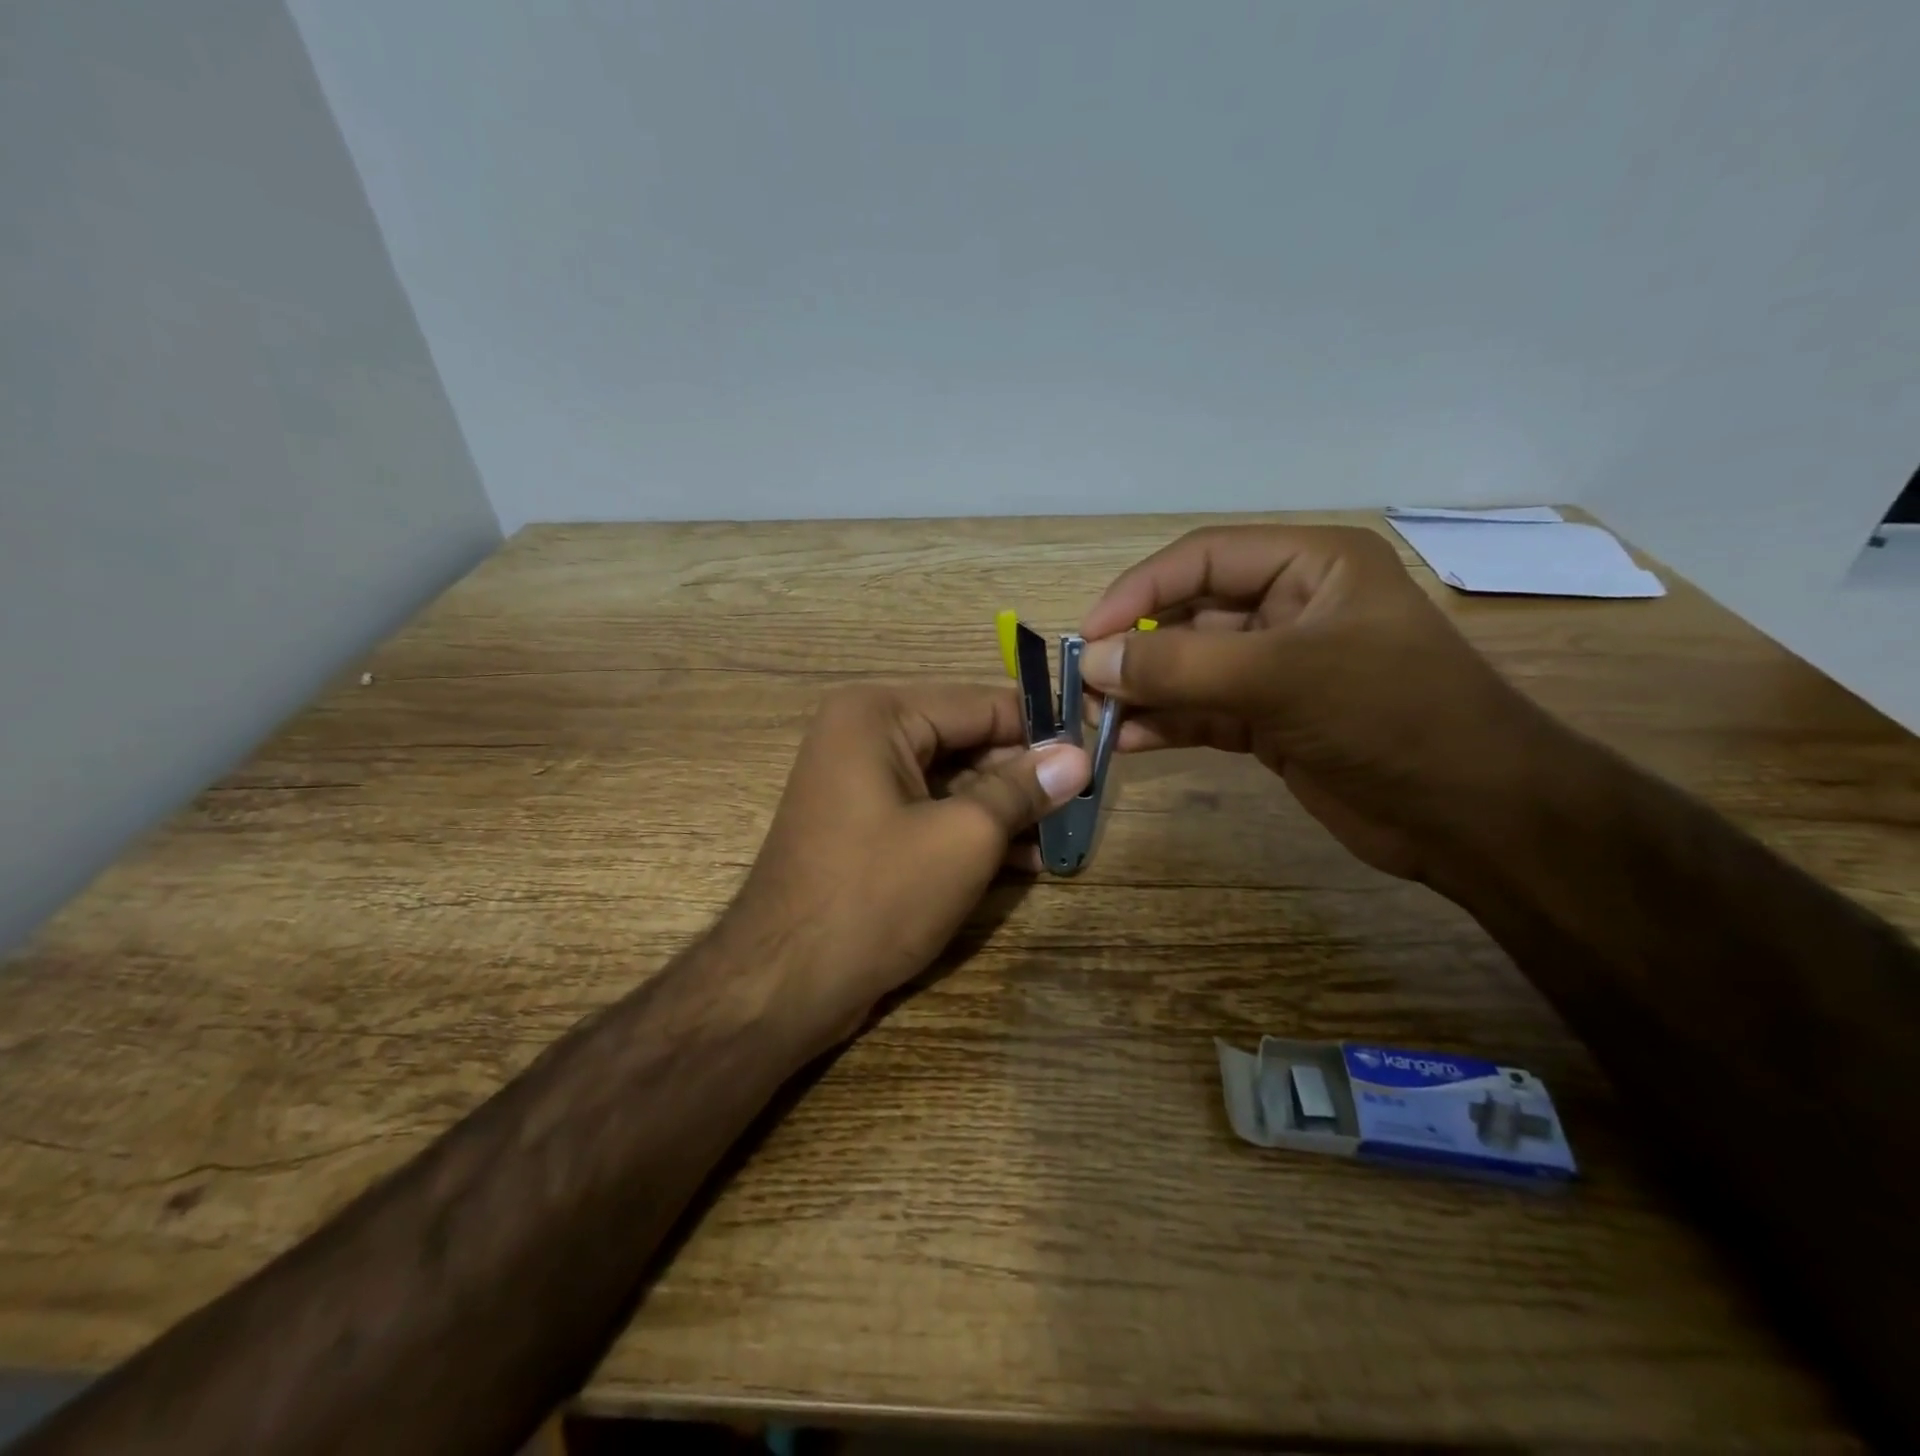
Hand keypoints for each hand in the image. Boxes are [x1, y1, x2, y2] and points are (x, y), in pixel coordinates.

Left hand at [720, 682, 1089, 1042]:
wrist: (783, 983)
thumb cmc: (876, 896)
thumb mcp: (964, 837)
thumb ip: (1022, 789)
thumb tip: (1078, 757)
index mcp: (878, 714)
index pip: (981, 704)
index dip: (1041, 728)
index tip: (1096, 750)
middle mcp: (863, 734)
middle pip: (965, 740)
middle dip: (1023, 774)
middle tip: (1084, 801)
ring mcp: (859, 781)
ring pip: (952, 780)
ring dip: (1004, 807)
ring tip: (1064, 835)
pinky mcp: (863, 824)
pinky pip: (929, 810)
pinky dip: (971, 830)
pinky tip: (1024, 860)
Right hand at [1078, 525, 1555, 883]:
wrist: (1474, 818)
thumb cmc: (1392, 717)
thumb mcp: (1283, 677)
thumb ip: (1181, 665)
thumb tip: (1094, 661)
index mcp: (1310, 566)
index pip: (1203, 558)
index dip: (1140, 591)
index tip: (1090, 636)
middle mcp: (1291, 608)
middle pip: (1191, 614)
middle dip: (1137, 647)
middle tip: (1084, 683)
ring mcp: (1279, 669)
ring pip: (1191, 667)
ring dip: (1143, 690)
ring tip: (1092, 716)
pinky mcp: (1272, 721)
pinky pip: (1203, 712)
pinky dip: (1165, 723)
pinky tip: (1126, 741)